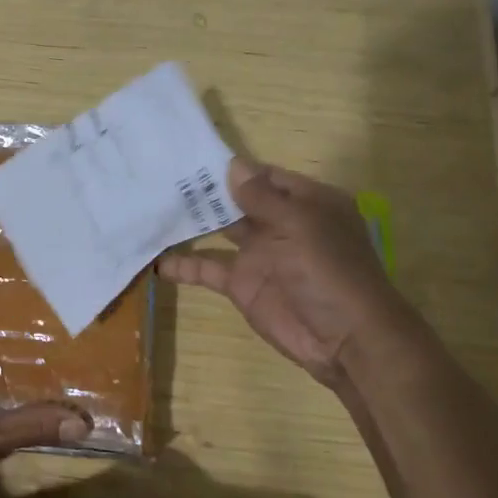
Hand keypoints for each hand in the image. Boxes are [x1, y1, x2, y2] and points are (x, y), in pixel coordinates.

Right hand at [158, 159, 408, 390]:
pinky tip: (155, 260)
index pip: (265, 176)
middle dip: (206, 191)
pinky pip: (207, 269)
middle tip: (162, 178)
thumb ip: (262, 197)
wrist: (344, 339)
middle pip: (238, 201)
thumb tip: (233, 165)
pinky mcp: (242, 284)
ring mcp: (259, 254)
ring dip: (192, 222)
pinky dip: (182, 266)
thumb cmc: (328, 270)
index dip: (234, 168)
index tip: (193, 158)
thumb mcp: (299, 225)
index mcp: (305, 203)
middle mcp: (281, 224)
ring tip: (153, 207)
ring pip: (219, 231)